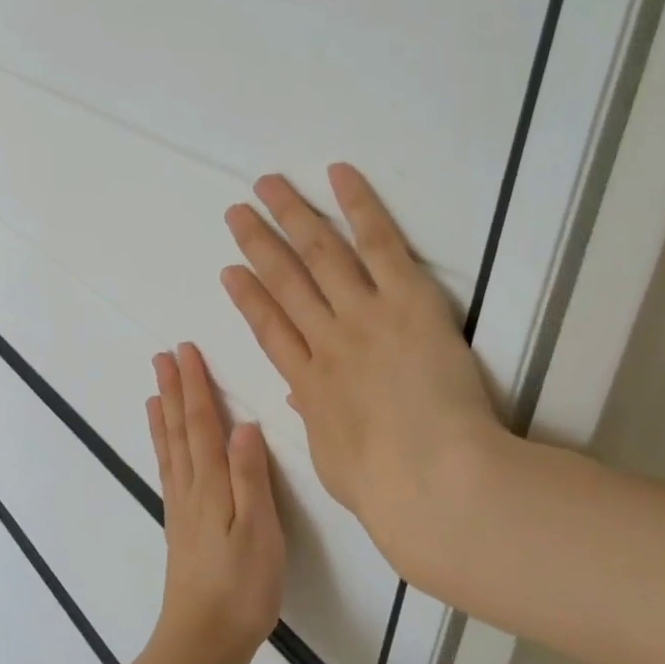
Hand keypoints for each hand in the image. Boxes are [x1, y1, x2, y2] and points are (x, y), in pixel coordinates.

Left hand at [146, 343, 286, 663]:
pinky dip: (162, 448)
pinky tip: (163, 445)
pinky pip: (168, 471)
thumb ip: (251, 478)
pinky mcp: (180, 526)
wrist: (202, 640)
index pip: (202, 424)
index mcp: (212, 485)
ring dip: (162, 414)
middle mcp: (190, 489)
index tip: (185, 351)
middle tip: (162, 356)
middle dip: (174, 390)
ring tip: (153, 389)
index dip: (195, 386)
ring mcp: (181, 508)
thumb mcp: (259, 532)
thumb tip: (244, 425)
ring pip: (169, 448)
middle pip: (179, 429)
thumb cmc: (241, 587)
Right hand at [220, 163, 506, 591]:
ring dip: (291, 216)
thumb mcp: (336, 462)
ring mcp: (364, 316)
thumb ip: (317, 422)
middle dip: (258, 244)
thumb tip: (302, 397)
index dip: (248, 297)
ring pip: (319, 255)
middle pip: (285, 282)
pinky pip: (379, 244)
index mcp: (309, 384)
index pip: (270, 330)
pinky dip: (358, 206)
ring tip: (267, 186)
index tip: (230, 272)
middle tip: (237, 213)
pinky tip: (337, 175)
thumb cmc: (386, 488)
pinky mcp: (407, 300)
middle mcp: (327, 340)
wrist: (434, 481)